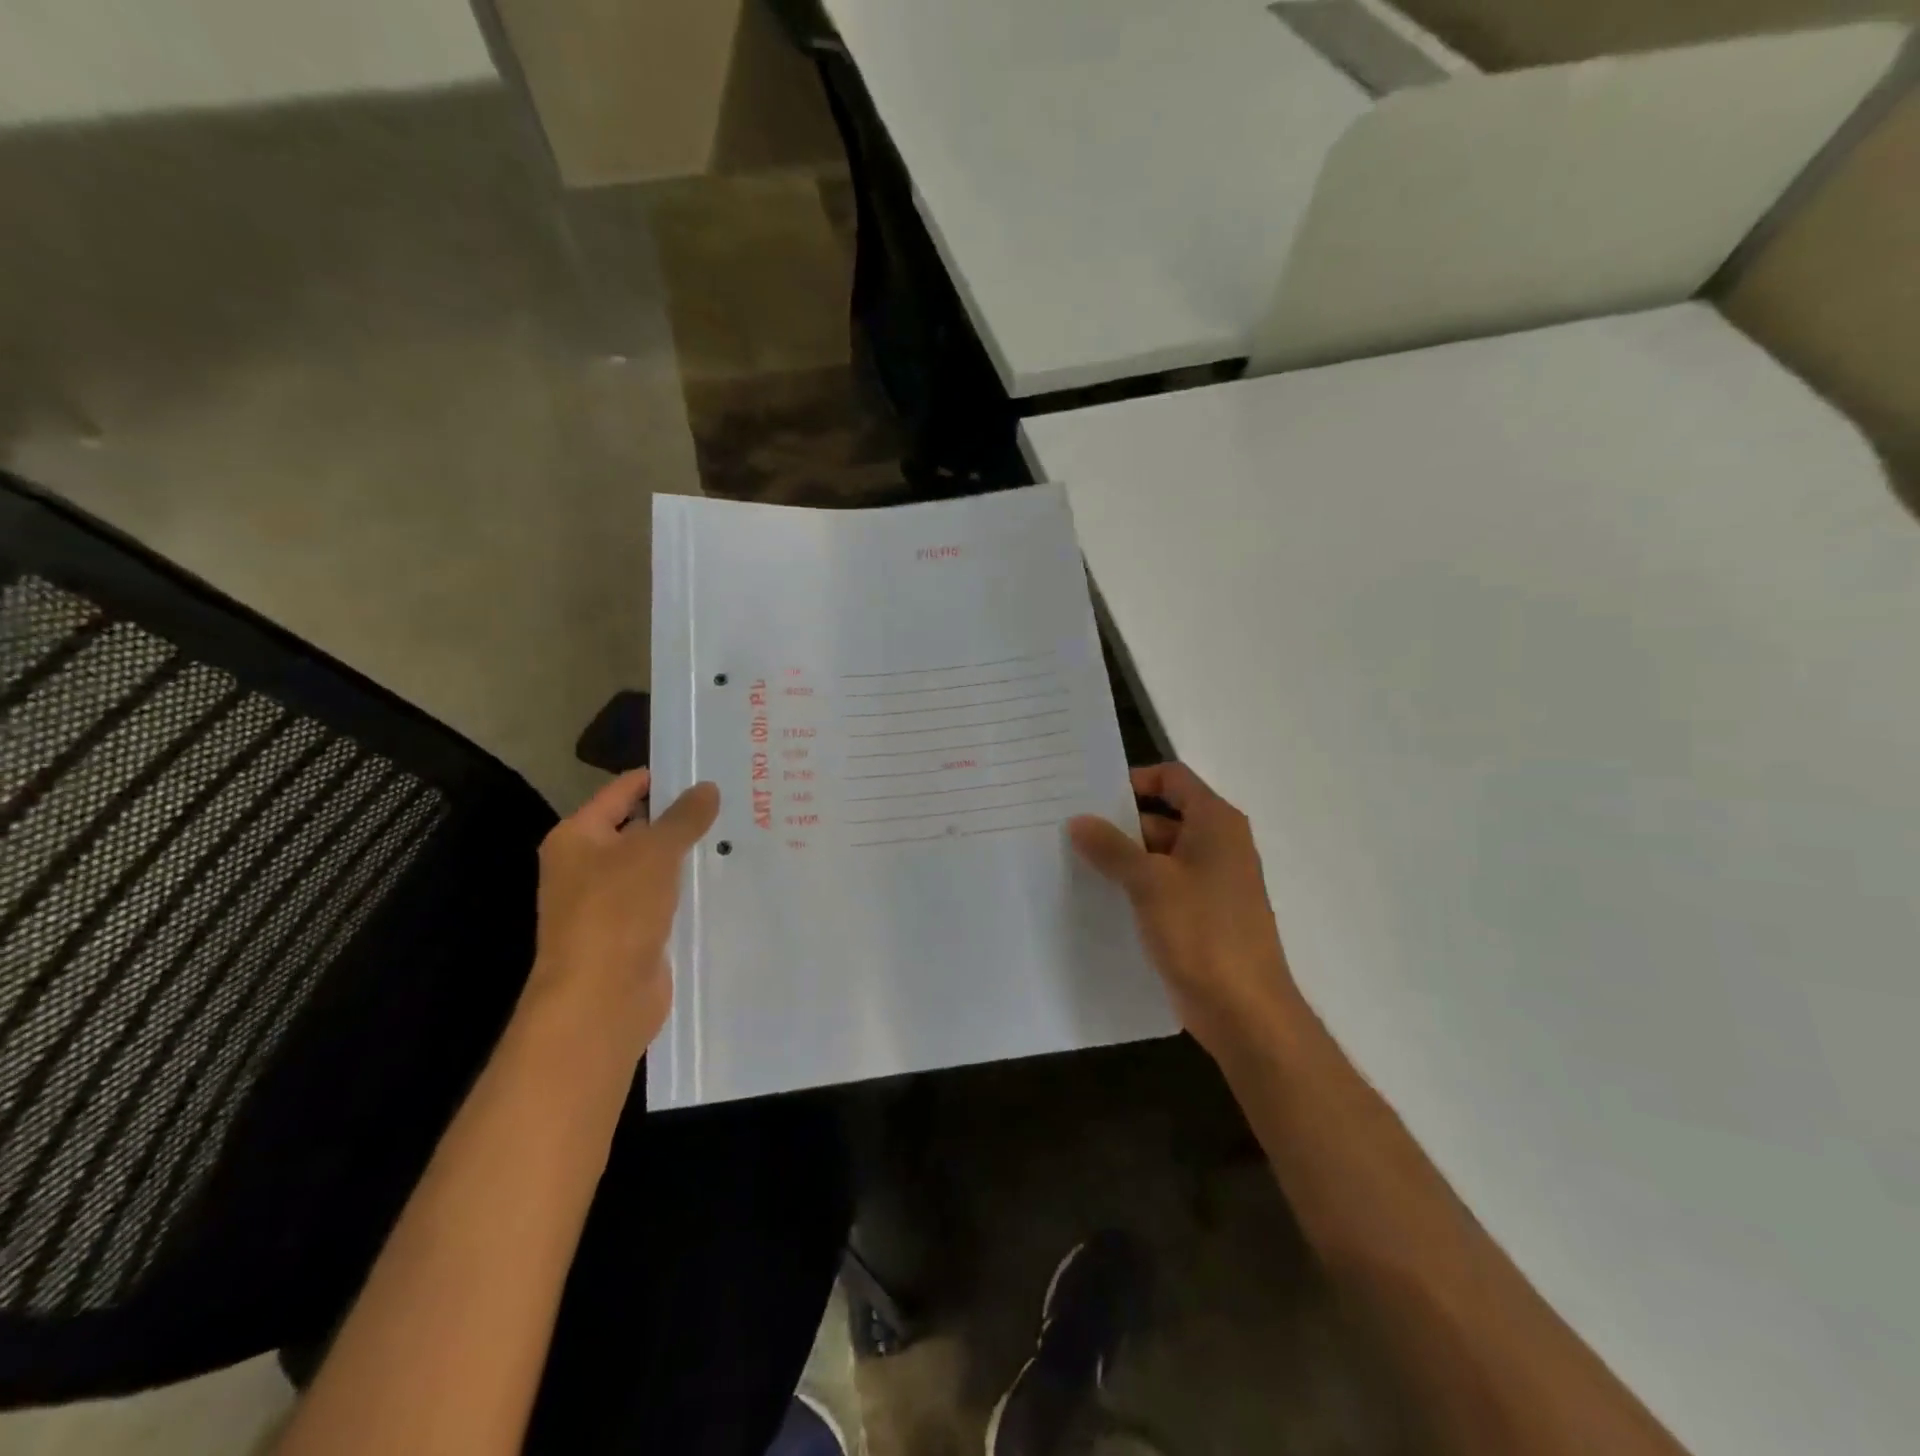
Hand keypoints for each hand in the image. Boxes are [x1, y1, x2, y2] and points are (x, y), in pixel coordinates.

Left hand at [528, 769, 719, 1054]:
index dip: (659, 779)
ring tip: (736, 832)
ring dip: (687, 854)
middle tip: (730, 799)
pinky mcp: (633, 932)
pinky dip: (687, 888)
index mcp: (577, 838)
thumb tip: (708, 787)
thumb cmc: (616, 912)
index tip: (704, 768)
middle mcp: (587, 866)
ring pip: (655, 866)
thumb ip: (683, 818)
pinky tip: (724, 877)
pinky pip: (664, 898)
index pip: (621, 792)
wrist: (600, 999)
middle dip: (680, 817)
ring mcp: (609, 902)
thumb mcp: (654, 853)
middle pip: (638, 828)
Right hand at [1069, 763, 1302, 1060]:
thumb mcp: (1150, 882)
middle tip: (1069, 829)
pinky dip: (1134, 886)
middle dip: (1119, 823)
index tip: (1092, 795)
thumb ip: (1111, 848)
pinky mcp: (1200, 916)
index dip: (1135, 780)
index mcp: (1216, 823)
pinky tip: (1098, 897)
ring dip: (1123, 858)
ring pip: (1159, 855)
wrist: (1245, 1011)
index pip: (1173, 778)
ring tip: (1072, 861)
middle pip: (1163, 816)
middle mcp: (1217, 845)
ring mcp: (1210, 882)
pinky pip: (1162, 887)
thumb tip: (1078, 821)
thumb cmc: (1202, 932)